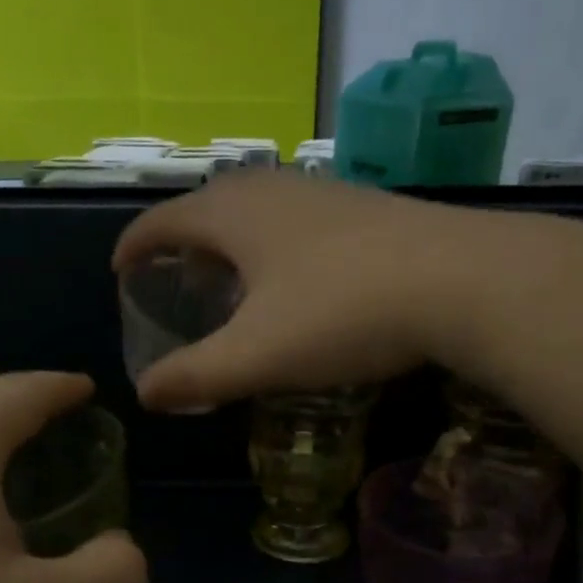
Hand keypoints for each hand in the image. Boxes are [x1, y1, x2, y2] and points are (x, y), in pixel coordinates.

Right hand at [113, 171, 462, 410]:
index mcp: (233, 214)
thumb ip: (195, 376)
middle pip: (209, 207)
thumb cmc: (341, 314)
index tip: (121, 271)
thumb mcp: (256, 356)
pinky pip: (298, 221)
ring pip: (258, 211)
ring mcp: (324, 193)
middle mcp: (273, 189)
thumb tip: (145, 394)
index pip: (162, 221)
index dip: (135, 246)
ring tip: (232, 283)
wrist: (461, 281)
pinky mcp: (367, 208)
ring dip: (233, 243)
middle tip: (176, 282)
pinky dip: (276, 246)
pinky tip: (298, 281)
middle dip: (183, 244)